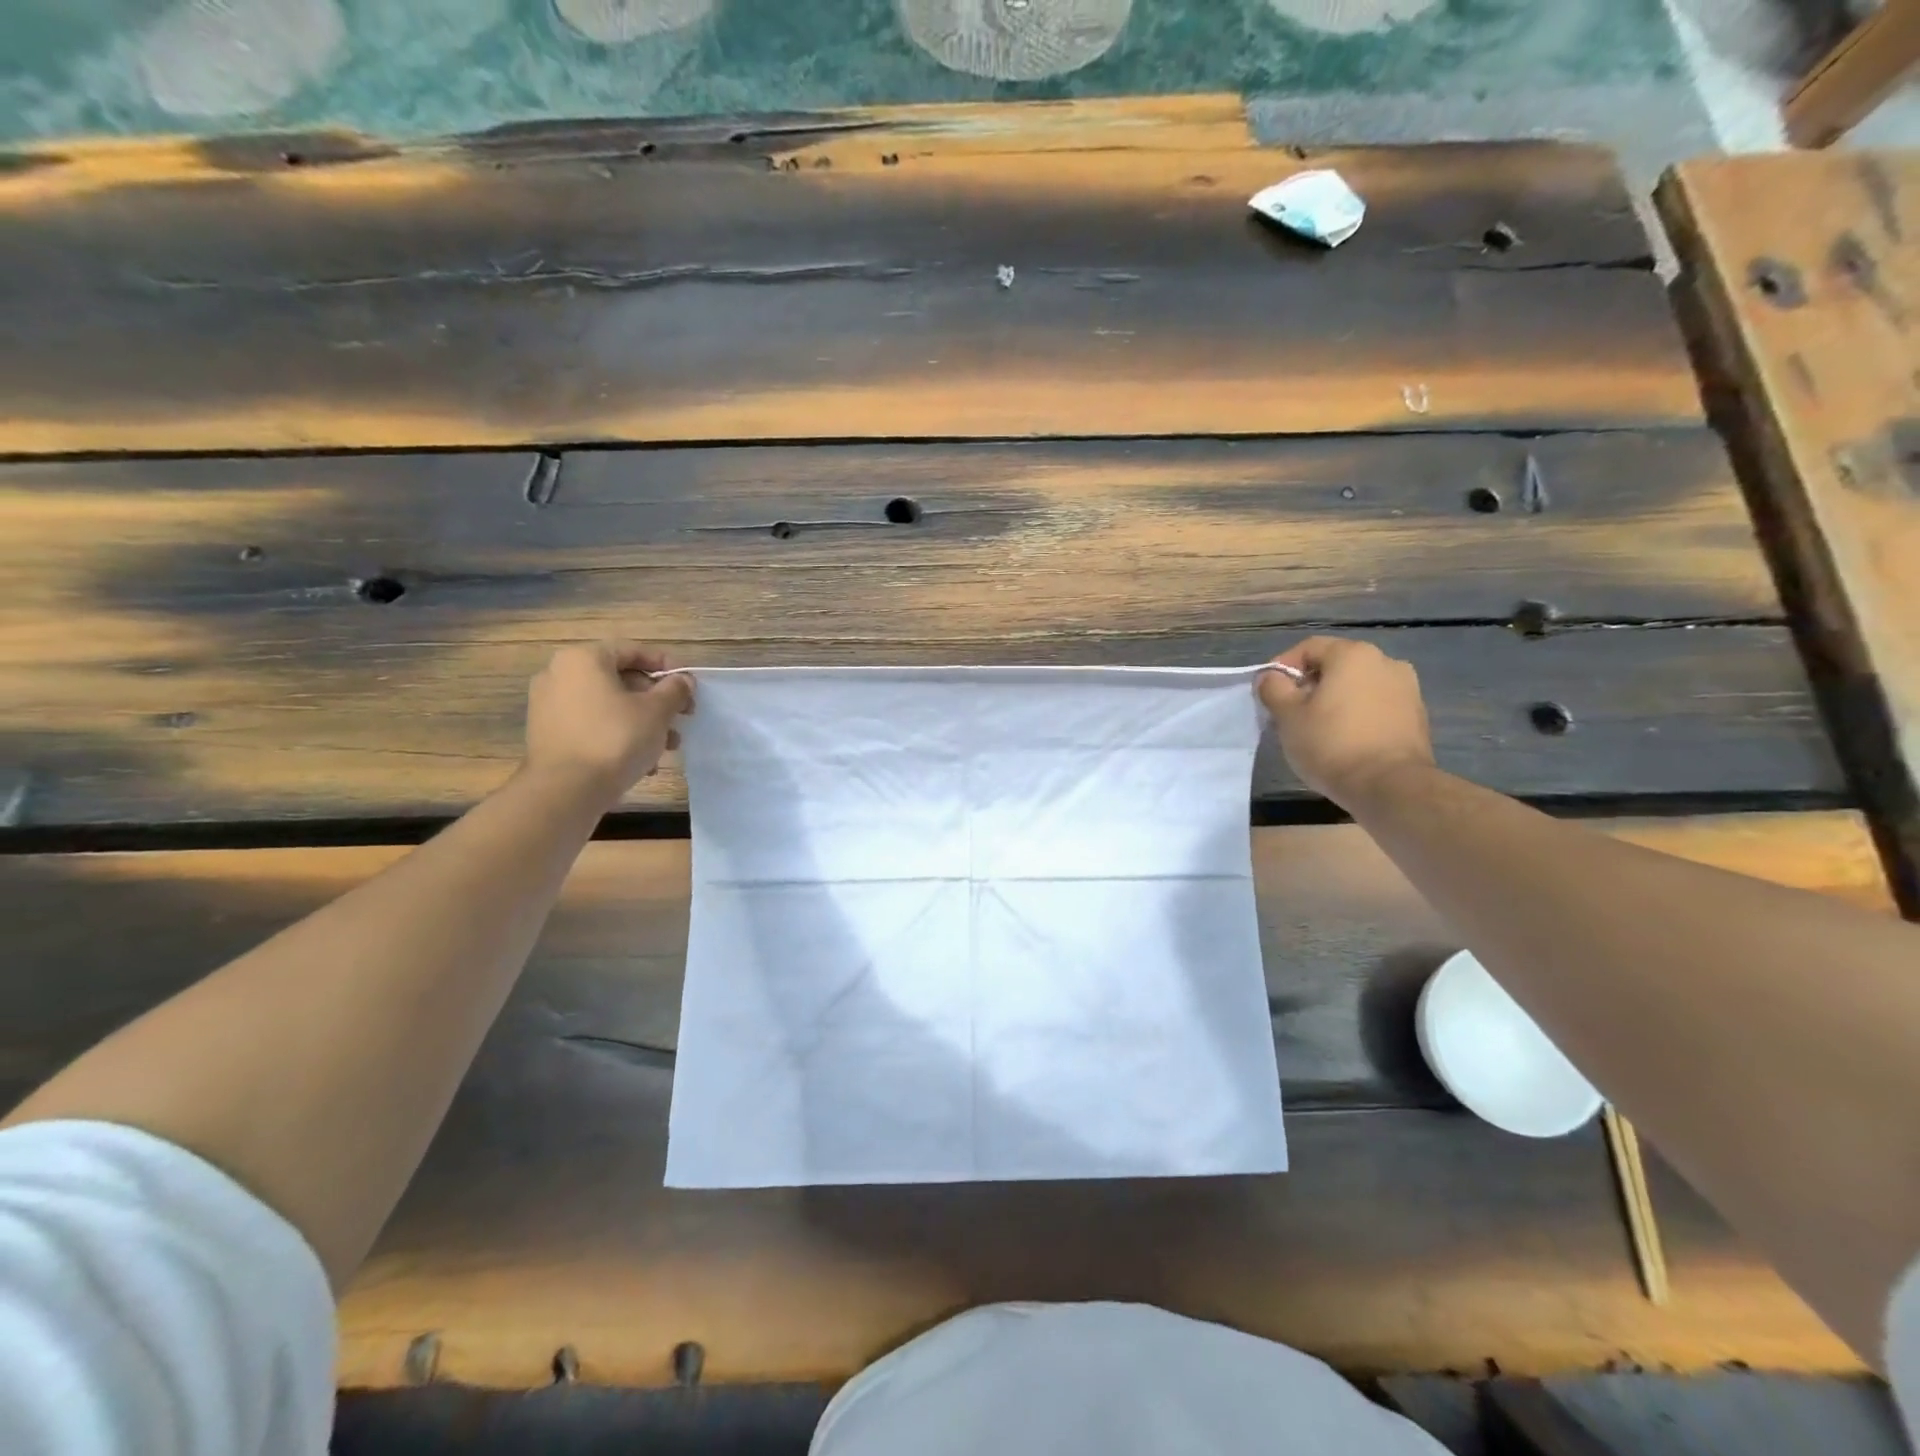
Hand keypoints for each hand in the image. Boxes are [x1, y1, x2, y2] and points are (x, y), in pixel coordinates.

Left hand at [524, 642, 693, 803]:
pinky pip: (592, 725)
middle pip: (620, 679)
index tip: (689, 685)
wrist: (566, 791)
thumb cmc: (615, 739)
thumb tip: (683, 681)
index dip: (666, 665)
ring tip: (667, 746)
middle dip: (656, 700)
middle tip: (681, 718)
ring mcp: (549, 706)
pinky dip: (618, 735)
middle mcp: (559, 675)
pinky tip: (642, 762)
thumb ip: (674, 690)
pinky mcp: (548, 735)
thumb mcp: (657, 711)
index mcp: (583, 659)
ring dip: (642, 722)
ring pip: (608, 706)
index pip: (633, 651)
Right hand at [1259, 636, 1432, 806]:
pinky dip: (1356, 715)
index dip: (1282, 667)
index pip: (1308, 648)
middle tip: (1288, 712)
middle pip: (1335, 666)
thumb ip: (1273, 689)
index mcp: (1353, 655)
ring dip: (1334, 700)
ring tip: (1316, 728)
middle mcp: (1385, 662)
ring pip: (1357, 686)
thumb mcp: (1287, 716)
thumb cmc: (1331, 744)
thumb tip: (1270, 677)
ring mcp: (1407, 689)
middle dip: (1309, 685)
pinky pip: (1376, 706)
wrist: (1390, 786)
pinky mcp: (1417, 716)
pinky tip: (1343, 740)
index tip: (1267, 692)